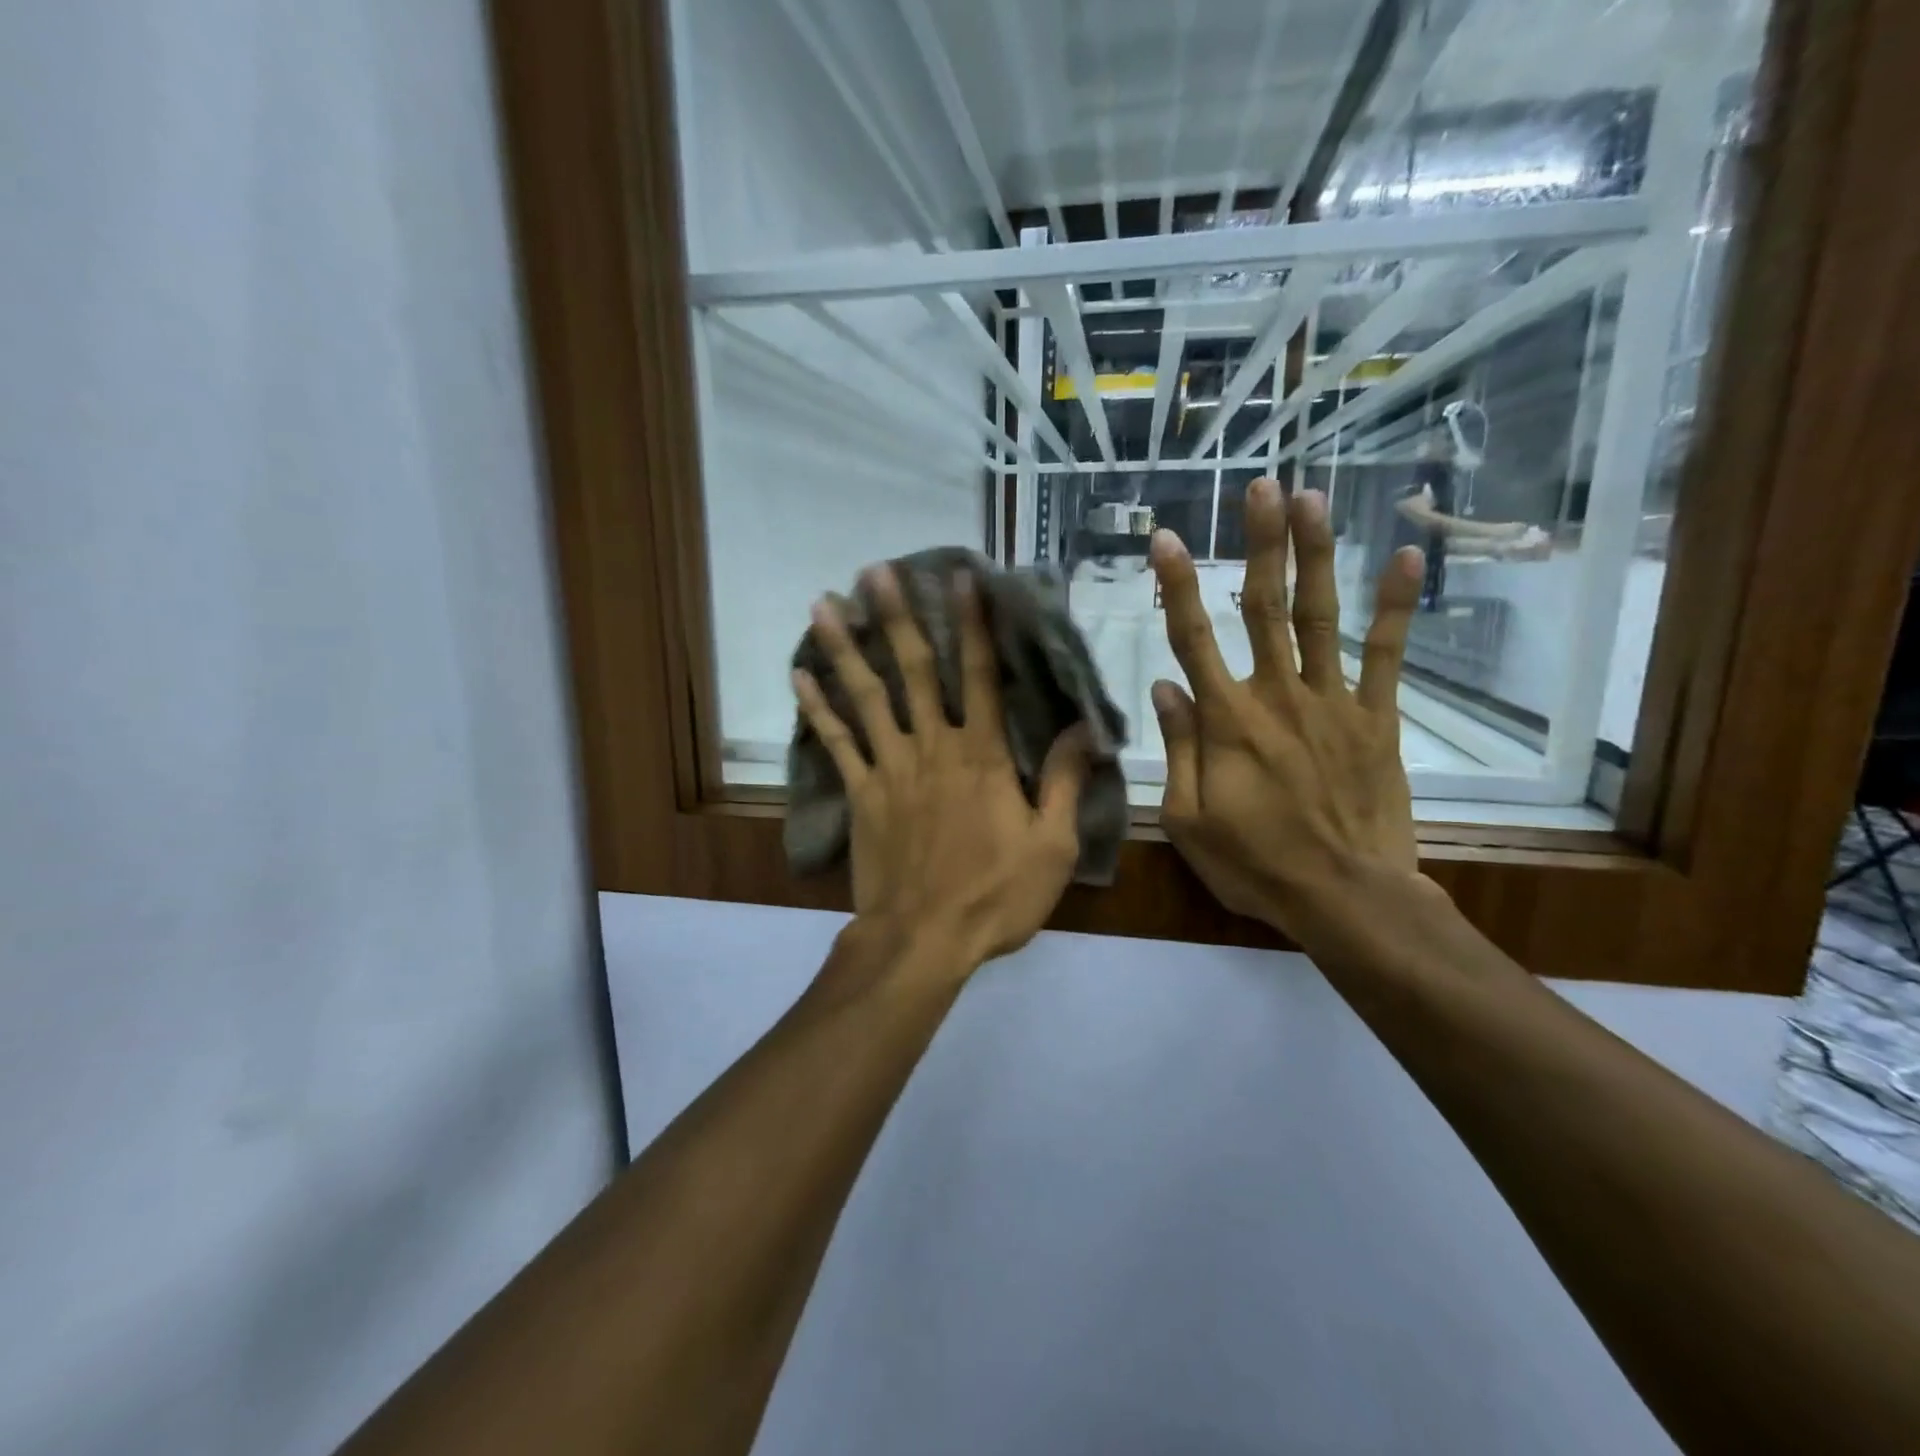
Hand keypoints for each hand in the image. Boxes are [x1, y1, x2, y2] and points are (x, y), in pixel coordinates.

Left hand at [793, 566, 1093, 974]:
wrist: (923, 940)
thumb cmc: (994, 896)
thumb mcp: (1050, 846)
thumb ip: (1063, 781)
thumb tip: (1083, 728)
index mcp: (982, 756)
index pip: (982, 676)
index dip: (975, 625)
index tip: (963, 578)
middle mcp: (932, 747)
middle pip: (913, 671)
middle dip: (895, 617)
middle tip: (875, 570)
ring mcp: (890, 768)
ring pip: (866, 697)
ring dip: (845, 648)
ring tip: (822, 602)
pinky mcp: (860, 794)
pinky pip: (836, 743)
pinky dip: (817, 709)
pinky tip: (798, 676)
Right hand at [1150, 480, 1431, 943]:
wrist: (1347, 897)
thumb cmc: (1256, 864)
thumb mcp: (1188, 819)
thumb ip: (1178, 749)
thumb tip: (1164, 687)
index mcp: (1226, 721)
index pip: (1192, 639)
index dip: (1177, 586)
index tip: (1168, 539)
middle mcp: (1277, 695)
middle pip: (1262, 606)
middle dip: (1261, 543)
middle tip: (1262, 487)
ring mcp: (1333, 701)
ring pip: (1318, 615)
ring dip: (1315, 554)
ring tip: (1313, 499)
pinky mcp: (1376, 718)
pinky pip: (1386, 654)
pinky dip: (1396, 606)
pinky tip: (1408, 557)